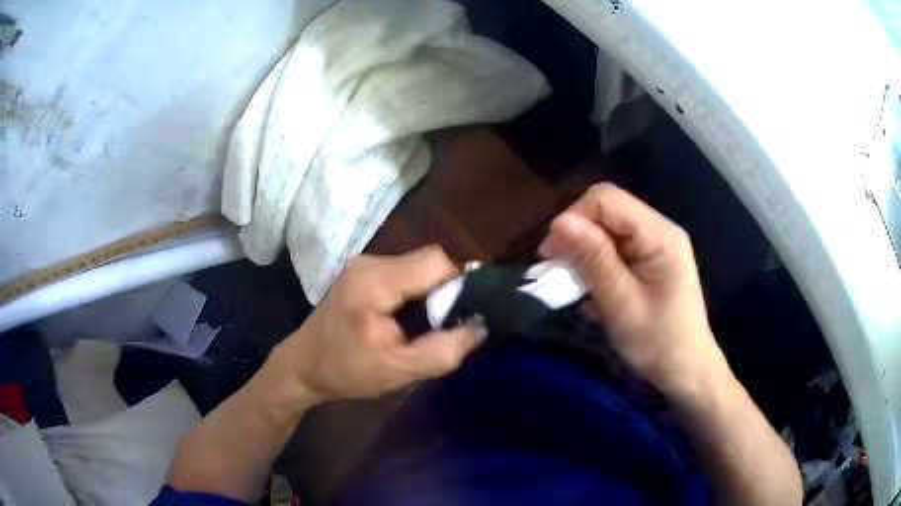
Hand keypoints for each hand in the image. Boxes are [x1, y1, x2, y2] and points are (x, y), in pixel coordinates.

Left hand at [269, 246, 485, 403]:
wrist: (303, 366)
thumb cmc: (347, 372)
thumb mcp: (399, 371)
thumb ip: (443, 351)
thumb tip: (481, 326)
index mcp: (374, 282)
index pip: (436, 262)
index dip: (456, 288)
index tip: (454, 319)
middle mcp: (368, 262)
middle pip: (428, 260)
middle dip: (442, 292)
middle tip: (437, 327)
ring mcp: (362, 263)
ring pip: (418, 265)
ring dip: (428, 292)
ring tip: (419, 326)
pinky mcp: (361, 270)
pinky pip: (403, 271)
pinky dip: (414, 291)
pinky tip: (403, 318)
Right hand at [539, 184, 727, 399]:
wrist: (686, 371)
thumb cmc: (658, 343)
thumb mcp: (622, 304)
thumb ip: (594, 260)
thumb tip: (559, 222)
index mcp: (659, 235)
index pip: (606, 199)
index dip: (573, 218)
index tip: (551, 255)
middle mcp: (658, 230)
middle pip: (606, 211)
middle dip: (576, 236)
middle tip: (556, 271)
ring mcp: (655, 245)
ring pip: (607, 230)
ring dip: (584, 253)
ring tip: (572, 285)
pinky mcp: (649, 261)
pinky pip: (615, 249)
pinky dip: (596, 265)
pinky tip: (591, 290)